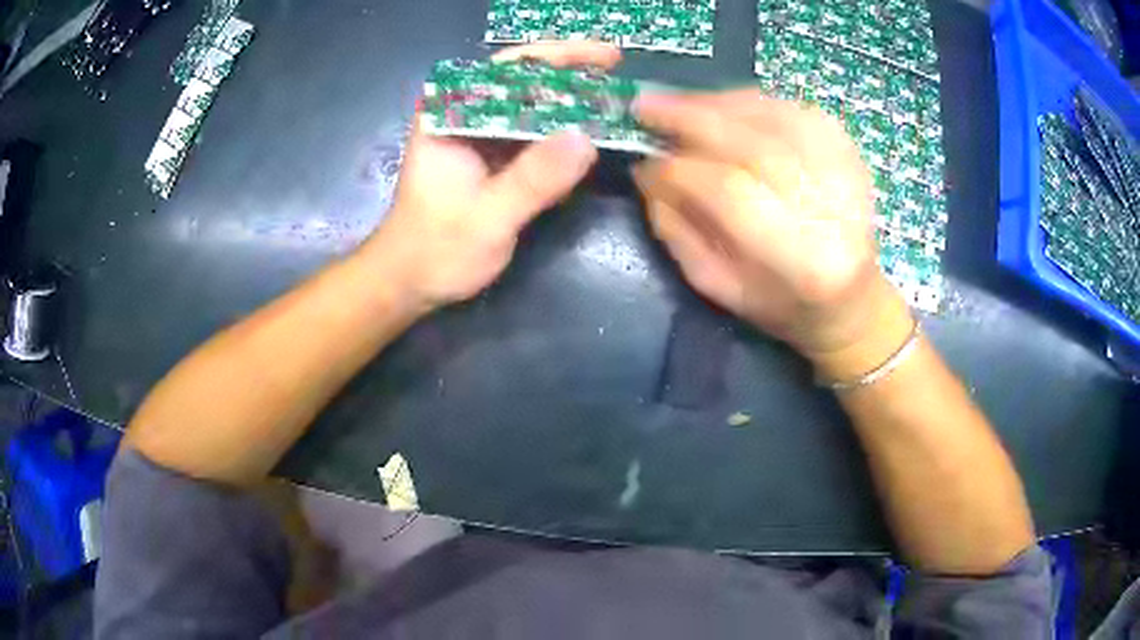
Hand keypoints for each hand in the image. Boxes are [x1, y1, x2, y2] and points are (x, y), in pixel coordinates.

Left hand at [364, 42, 620, 311]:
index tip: (605, 55)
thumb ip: (533, 179)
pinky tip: (594, 130)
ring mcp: (481, 135)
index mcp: (449, 114)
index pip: (508, 69)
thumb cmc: (435, 249)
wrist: (412, 281)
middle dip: (573, 73)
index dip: (558, 56)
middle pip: (525, 80)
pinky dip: (564, 131)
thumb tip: (587, 139)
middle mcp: (465, 114)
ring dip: (572, 100)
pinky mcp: (494, 157)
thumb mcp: (486, 217)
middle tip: (620, 71)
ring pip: (532, 104)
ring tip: (617, 97)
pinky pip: (535, 133)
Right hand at [633, 90, 911, 374]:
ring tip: (677, 104)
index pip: (730, 192)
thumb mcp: (717, 284)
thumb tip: (646, 171)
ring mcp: (847, 173)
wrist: (849, 300)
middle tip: (646, 107)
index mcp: (802, 260)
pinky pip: (793, 109)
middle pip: (753, 145)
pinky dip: (750, 102)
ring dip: (716, 104)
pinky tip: (721, 106)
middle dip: (691, 119)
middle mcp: (832, 210)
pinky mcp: (851, 151)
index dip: (679, 169)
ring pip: (773, 117)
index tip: (642, 160)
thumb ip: (677, 228)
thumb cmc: (781, 305)